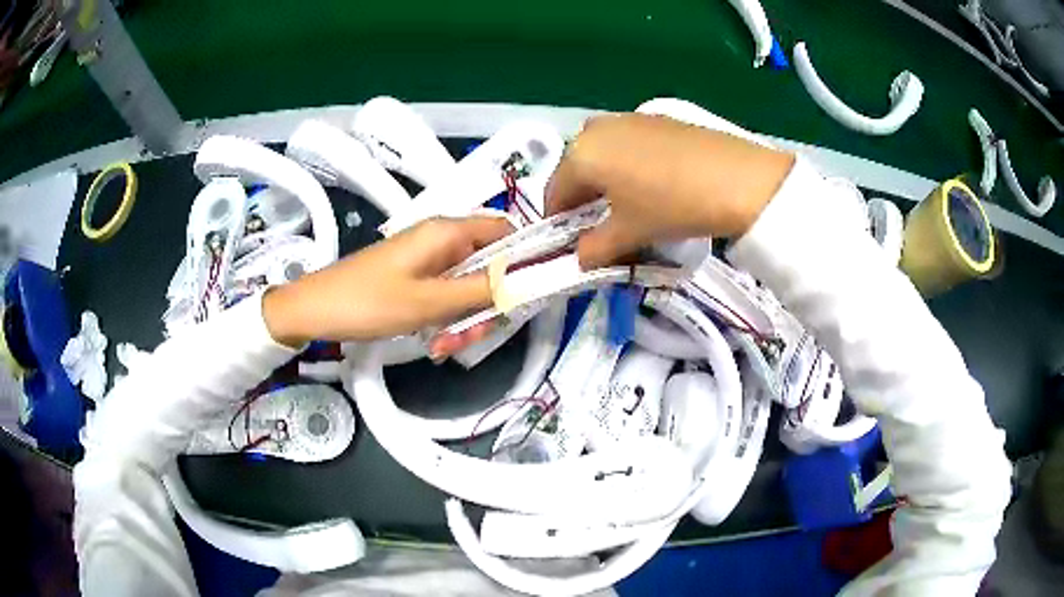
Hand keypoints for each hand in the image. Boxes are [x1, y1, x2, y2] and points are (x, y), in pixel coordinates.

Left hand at [263, 216, 512, 347]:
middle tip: (475, 336)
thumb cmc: (369, 301)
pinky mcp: (415, 278)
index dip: (524, 258)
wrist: (315, 310)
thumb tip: (525, 280)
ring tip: (444, 346)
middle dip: (488, 303)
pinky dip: (447, 318)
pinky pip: (446, 295)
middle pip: (489, 265)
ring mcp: (428, 260)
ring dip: (465, 318)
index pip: (505, 232)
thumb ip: (481, 290)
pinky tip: (433, 341)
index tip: (532, 294)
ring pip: (468, 286)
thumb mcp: (429, 302)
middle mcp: (442, 240)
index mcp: (447, 232)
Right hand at [546, 113, 794, 268]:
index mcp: (580, 154)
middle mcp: (596, 128)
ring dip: (607, 181)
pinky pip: (627, 144)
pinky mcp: (656, 118)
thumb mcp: (630, 232)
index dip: (560, 223)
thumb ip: (595, 248)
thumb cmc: (671, 205)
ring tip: (632, 205)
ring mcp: (627, 118)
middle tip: (604, 226)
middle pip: (577, 170)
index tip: (573, 243)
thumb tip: (579, 258)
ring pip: (603, 155)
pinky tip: (653, 183)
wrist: (737, 178)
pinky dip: (628, 165)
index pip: (554, 194)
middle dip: (584, 200)